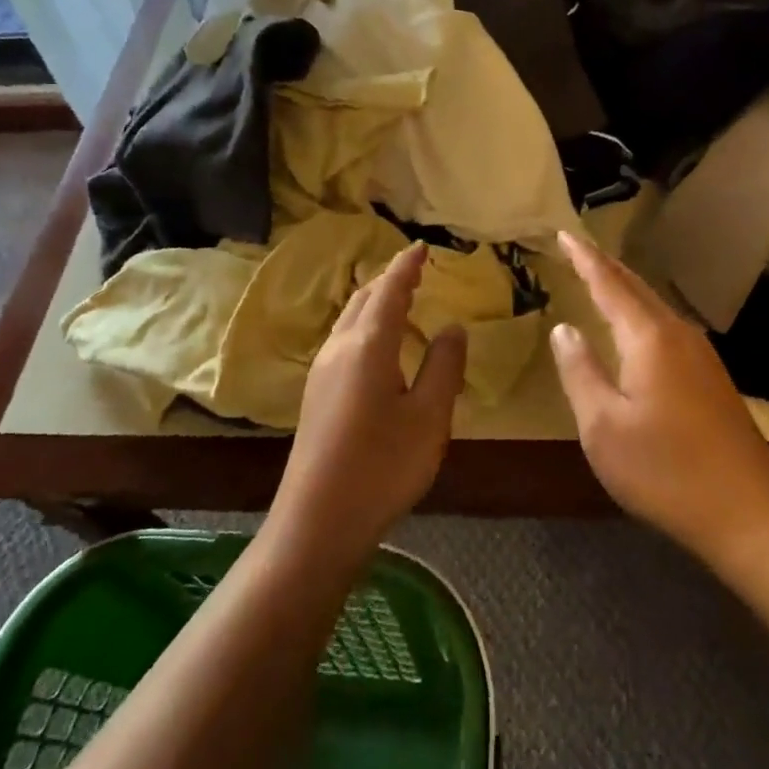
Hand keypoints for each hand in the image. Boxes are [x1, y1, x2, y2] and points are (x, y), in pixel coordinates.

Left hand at [268, 244, 466, 569]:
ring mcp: (322, 371)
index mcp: (368, 345)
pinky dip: (365, 324)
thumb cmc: (382, 467)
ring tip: (400, 299)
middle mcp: (339, 348)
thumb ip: (444, 366)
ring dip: (374, 301)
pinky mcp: (316, 393)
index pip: (390, 290)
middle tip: (415, 271)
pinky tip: (377, 344)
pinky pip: (343, 339)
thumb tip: (452, 327)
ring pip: (349, 318)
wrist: (317, 520)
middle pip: (364, 298)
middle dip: (389, 279)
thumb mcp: (429, 417)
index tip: (422, 247)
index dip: (407, 266)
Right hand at [549, 230, 768, 568]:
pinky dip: (641, 315)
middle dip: (605, 266)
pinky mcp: (713, 379)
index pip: (609, 284)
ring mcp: (702, 356)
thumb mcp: (603, 427)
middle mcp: (679, 335)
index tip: (564, 232)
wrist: (750, 516)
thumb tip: (564, 328)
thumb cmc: (665, 471)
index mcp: (650, 338)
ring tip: (600, 281)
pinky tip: (636, 331)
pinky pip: (667, 329)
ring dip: (625, 290)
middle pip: (636, 288)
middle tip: (578, 249)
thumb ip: (580, 371)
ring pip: (655, 308)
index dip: (584, 258)